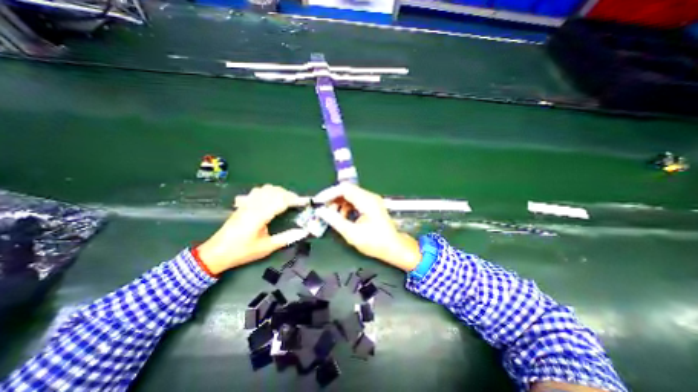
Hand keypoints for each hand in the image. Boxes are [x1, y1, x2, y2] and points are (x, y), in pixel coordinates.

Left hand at [195, 185, 305, 272]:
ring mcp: (247, 203)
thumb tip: (303, 232)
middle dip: (290, 194)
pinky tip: (271, 198)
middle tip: (299, 203)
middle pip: (275, 191)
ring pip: (266, 188)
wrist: (216, 253)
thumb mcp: (267, 247)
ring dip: (279, 191)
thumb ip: (286, 238)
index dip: (296, 200)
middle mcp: (253, 206)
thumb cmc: (242, 251)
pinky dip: (269, 191)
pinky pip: (257, 191)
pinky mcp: (243, 204)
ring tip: (287, 200)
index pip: (281, 201)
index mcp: (260, 215)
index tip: (306, 202)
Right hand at [315, 183, 422, 268]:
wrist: (394, 247)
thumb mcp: (352, 233)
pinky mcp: (371, 205)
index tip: (319, 201)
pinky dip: (346, 207)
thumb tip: (321, 211)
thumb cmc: (375, 242)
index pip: (344, 188)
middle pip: (347, 190)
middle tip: (324, 210)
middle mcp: (369, 196)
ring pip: (350, 195)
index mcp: (367, 201)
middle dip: (333, 199)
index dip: (329, 193)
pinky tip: (343, 217)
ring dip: (339, 203)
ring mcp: (371, 200)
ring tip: (333, 216)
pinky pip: (355, 200)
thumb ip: (335, 221)